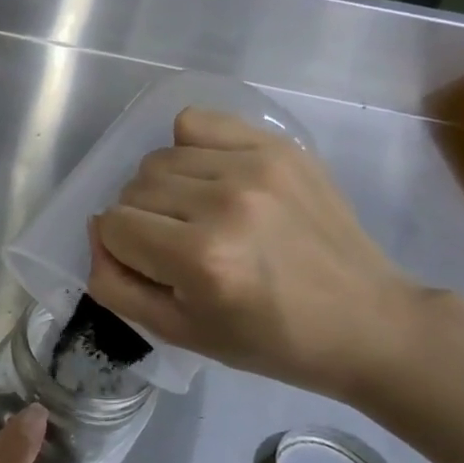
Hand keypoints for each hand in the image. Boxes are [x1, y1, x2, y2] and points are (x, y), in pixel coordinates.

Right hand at [88, 108, 426, 398]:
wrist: (366, 321)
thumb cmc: (269, 340)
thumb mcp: (179, 332)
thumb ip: (115, 284)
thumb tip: (97, 232)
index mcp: (200, 259)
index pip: (112, 225)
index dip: (121, 249)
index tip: (154, 268)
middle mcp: (224, 203)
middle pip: (132, 188)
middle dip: (140, 220)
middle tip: (176, 246)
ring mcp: (255, 167)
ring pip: (159, 159)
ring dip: (163, 188)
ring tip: (198, 213)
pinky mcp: (278, 147)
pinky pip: (197, 123)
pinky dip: (189, 147)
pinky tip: (211, 176)